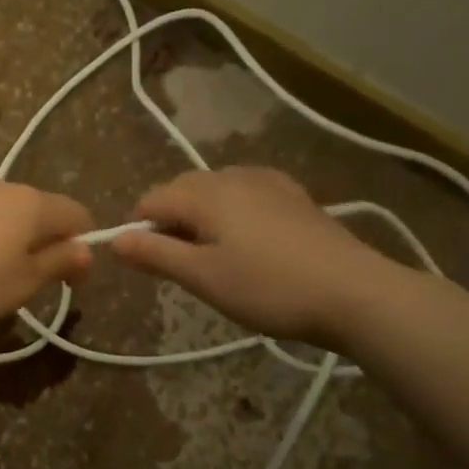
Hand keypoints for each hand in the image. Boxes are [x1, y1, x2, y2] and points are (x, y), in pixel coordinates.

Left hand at [0, 181, 94, 331]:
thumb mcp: (22, 283)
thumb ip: (59, 262)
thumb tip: (87, 249)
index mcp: (33, 202)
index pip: (79, 215)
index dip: (83, 248)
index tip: (70, 284)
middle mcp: (5, 188)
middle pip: (45, 213)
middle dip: (49, 246)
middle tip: (33, 287)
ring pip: (13, 217)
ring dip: (18, 245)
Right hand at [110, 167, 393, 344]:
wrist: (355, 293)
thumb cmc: (268, 288)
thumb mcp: (202, 277)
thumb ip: (155, 254)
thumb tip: (113, 239)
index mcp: (205, 193)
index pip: (150, 200)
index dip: (138, 230)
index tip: (148, 265)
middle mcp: (232, 176)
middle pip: (180, 190)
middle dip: (169, 222)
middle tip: (182, 267)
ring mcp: (268, 182)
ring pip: (213, 190)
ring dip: (200, 217)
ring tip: (214, 258)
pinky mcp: (293, 195)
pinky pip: (244, 193)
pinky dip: (231, 212)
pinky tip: (248, 241)